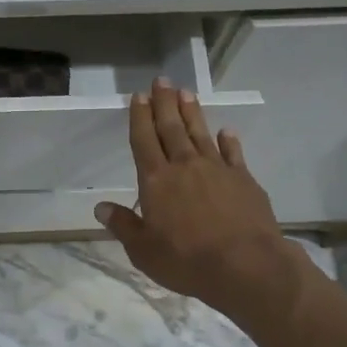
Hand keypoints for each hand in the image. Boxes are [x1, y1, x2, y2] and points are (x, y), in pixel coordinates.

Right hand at [96, 80, 318, 327]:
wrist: (246, 266)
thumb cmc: (187, 261)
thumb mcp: (144, 251)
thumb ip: (123, 226)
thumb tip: (100, 208)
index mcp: (156, 181)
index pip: (144, 141)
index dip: (140, 117)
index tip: (138, 96)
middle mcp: (184, 166)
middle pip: (171, 128)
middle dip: (164, 103)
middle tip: (161, 81)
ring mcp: (217, 170)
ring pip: (200, 133)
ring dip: (192, 113)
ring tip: (186, 93)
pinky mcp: (244, 180)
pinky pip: (233, 153)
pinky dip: (228, 141)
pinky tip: (226, 131)